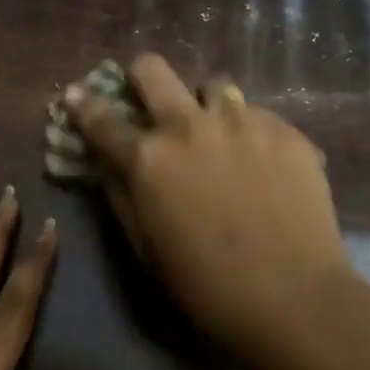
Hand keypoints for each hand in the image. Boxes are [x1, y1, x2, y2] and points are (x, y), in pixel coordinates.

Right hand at [66, 55, 361, 360]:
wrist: (294, 299)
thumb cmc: (205, 286)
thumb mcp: (145, 247)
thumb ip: (120, 195)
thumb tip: (106, 162)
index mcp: (149, 158)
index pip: (102, 119)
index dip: (83, 104)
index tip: (75, 94)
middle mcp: (189, 126)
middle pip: (153, 70)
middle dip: (142, 77)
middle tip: (148, 95)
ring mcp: (241, 122)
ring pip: (213, 85)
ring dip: (205, 105)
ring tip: (218, 133)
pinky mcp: (285, 130)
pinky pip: (256, 113)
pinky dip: (248, 130)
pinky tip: (261, 162)